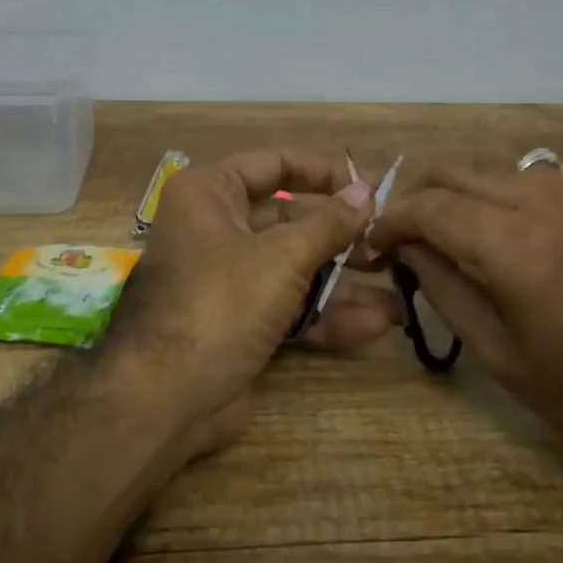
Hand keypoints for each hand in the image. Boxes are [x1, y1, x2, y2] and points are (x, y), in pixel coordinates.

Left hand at [107, 149, 401, 458]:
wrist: (165, 398)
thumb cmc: (221, 302)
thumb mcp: (282, 256)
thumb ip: (330, 223)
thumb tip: (365, 191)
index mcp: (210, 194)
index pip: (273, 164)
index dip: (323, 172)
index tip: (367, 188)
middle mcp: (215, 229)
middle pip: (289, 221)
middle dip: (341, 237)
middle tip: (387, 247)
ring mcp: (227, 280)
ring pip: (293, 270)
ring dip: (343, 283)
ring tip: (397, 292)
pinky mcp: (238, 324)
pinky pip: (287, 308)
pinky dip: (325, 316)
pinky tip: (374, 326)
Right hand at [367, 157, 562, 480]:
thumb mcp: (500, 355)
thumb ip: (445, 290)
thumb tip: (408, 250)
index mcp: (513, 247)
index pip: (429, 206)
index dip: (391, 220)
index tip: (373, 243)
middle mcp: (543, 203)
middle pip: (456, 169)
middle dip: (416, 193)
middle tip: (401, 232)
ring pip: (493, 167)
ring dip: (458, 190)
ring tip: (444, 231)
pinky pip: (532, 179)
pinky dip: (498, 193)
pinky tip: (497, 230)